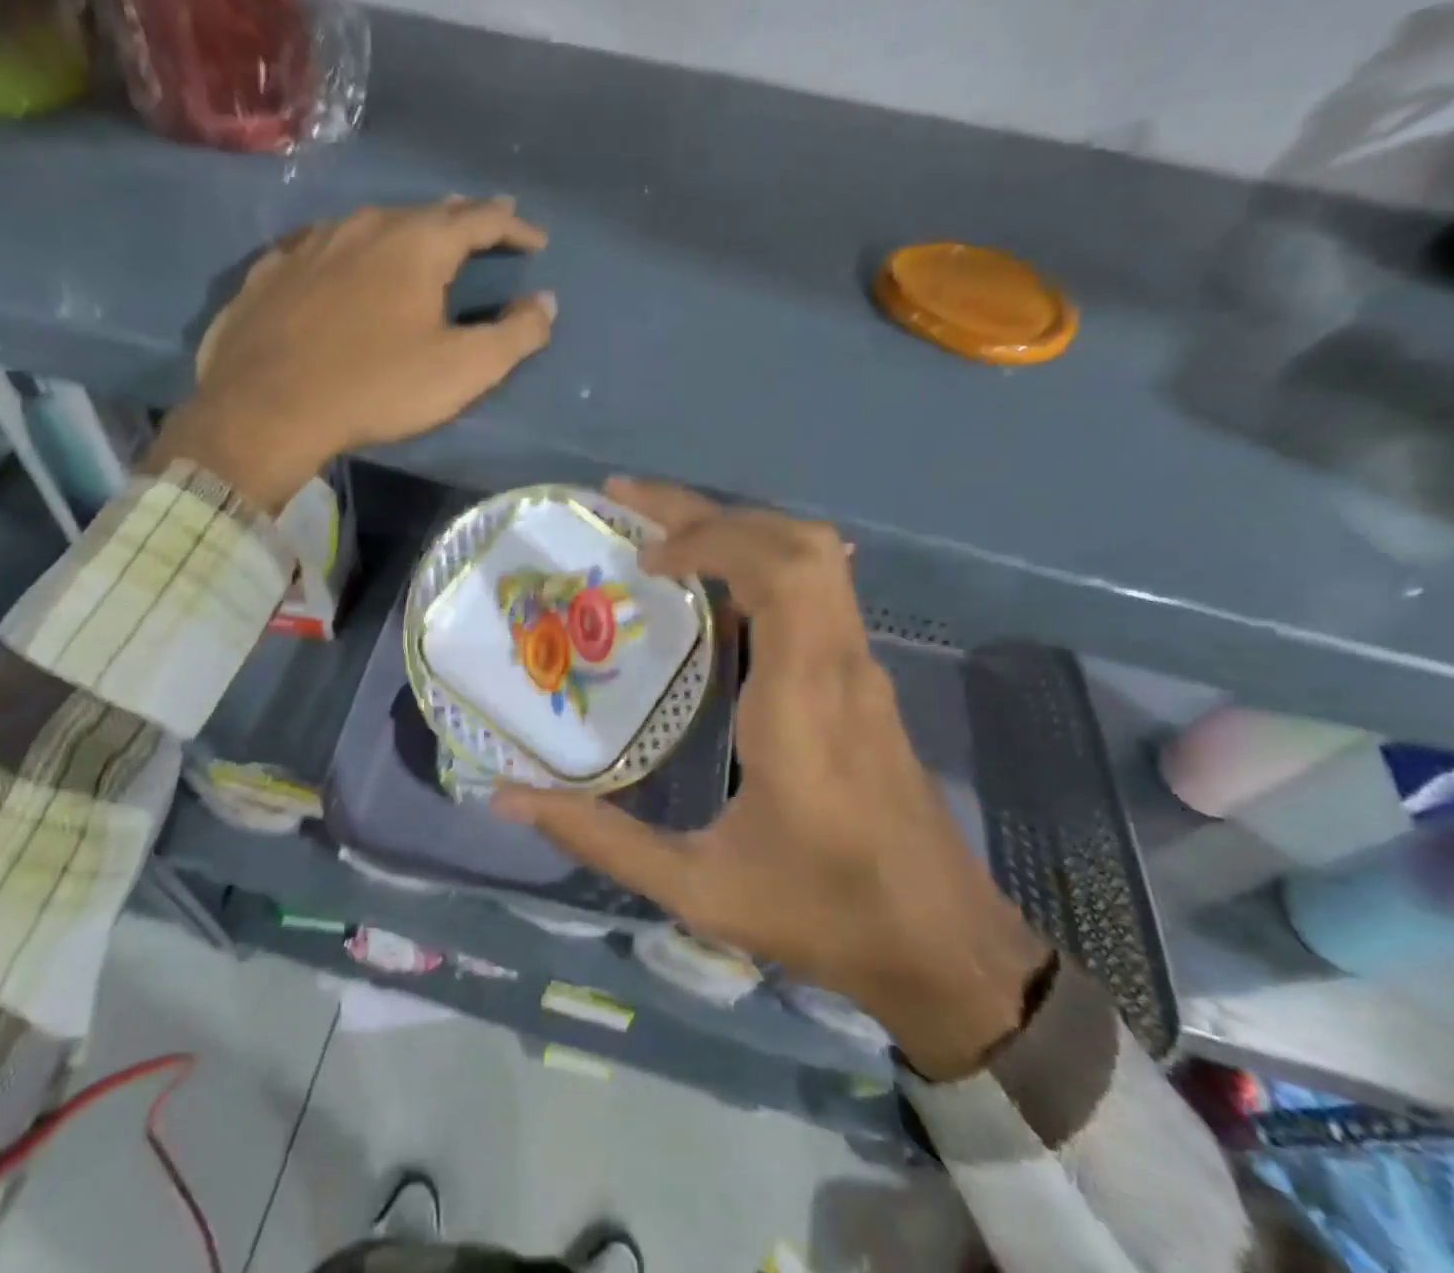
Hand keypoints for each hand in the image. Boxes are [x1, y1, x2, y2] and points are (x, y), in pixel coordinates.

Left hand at [148, 197, 552, 509]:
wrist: (266, 406)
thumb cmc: (376, 386)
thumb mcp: (463, 369)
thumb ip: (514, 335)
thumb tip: (545, 303)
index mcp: (418, 244)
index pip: (481, 219)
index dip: (515, 227)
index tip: (537, 240)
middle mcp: (365, 225)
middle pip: (427, 211)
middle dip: (465, 217)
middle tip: (490, 221)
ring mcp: (312, 242)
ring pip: (373, 223)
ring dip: (407, 230)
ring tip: (422, 240)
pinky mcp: (272, 269)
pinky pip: (324, 247)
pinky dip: (351, 251)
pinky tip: (345, 263)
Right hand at [493, 480, 1050, 1081]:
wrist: (943, 947)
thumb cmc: (822, 912)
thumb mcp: (698, 889)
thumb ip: (601, 840)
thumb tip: (509, 800)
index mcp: (804, 702)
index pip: (780, 572)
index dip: (710, 536)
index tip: (645, 555)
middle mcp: (841, 666)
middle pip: (800, 542)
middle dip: (713, 511)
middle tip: (634, 506)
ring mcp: (862, 669)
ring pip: (816, 558)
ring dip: (740, 528)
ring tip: (664, 534)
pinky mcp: (864, 680)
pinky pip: (819, 589)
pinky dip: (761, 561)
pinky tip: (713, 587)